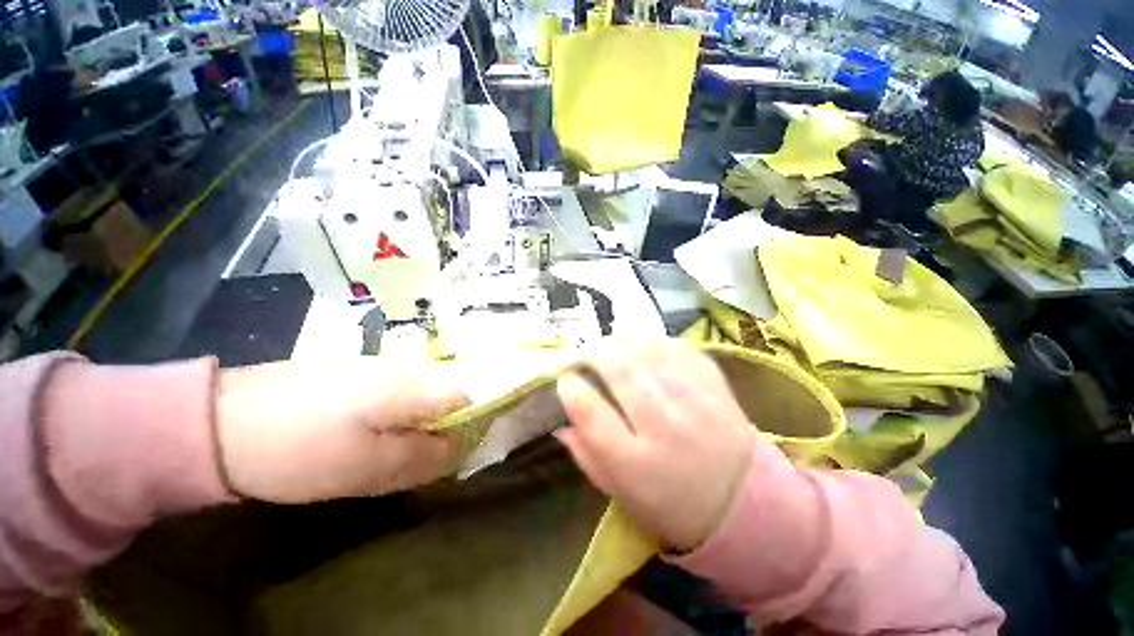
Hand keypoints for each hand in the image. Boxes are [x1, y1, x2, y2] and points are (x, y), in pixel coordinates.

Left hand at [215, 357, 466, 502]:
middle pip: (450, 390)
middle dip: (445, 423)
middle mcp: (405, 365)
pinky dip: (397, 413)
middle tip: (422, 456)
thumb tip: (463, 446)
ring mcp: (380, 364)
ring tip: (392, 449)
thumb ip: (425, 456)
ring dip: (419, 420)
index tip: (461, 447)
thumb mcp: (367, 468)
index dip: (476, 417)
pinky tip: (369, 432)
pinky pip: (397, 390)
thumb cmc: (299, 450)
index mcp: (413, 383)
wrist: (219, 422)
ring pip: (423, 391)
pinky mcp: (357, 370)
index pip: (472, 391)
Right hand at [555, 340, 755, 552]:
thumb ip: (586, 454)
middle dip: (591, 353)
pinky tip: (641, 347)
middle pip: (618, 370)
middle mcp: (664, 425)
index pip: (590, 412)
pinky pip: (676, 347)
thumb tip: (559, 420)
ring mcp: (694, 399)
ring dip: (619, 342)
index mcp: (635, 463)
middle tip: (582, 354)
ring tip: (608, 347)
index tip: (565, 380)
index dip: (570, 388)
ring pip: (646, 350)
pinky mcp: (714, 383)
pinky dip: (652, 342)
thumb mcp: (619, 492)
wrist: (742, 501)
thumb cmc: (671, 504)